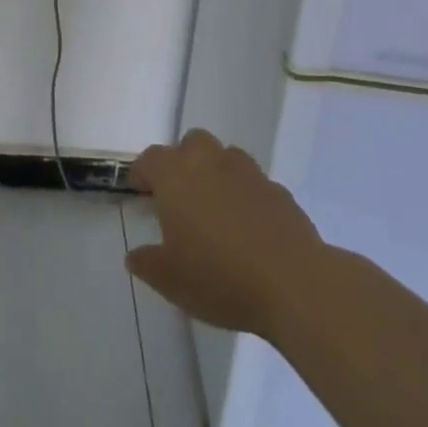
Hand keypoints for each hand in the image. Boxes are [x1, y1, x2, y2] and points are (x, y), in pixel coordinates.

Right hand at [125, 129, 324, 337]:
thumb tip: (135, 256)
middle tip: (182, 196)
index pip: (150, 158)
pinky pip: (255, 183)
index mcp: (176, 176)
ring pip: (226, 156)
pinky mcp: (278, 191)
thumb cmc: (220, 277)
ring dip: (218, 173)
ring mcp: (248, 173)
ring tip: (218, 208)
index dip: (142, 172)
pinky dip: (248, 196)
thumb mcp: (171, 280)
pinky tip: (251, 227)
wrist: (292, 283)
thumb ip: (148, 264)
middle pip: (191, 143)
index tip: (141, 192)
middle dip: (184, 161)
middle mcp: (210, 162)